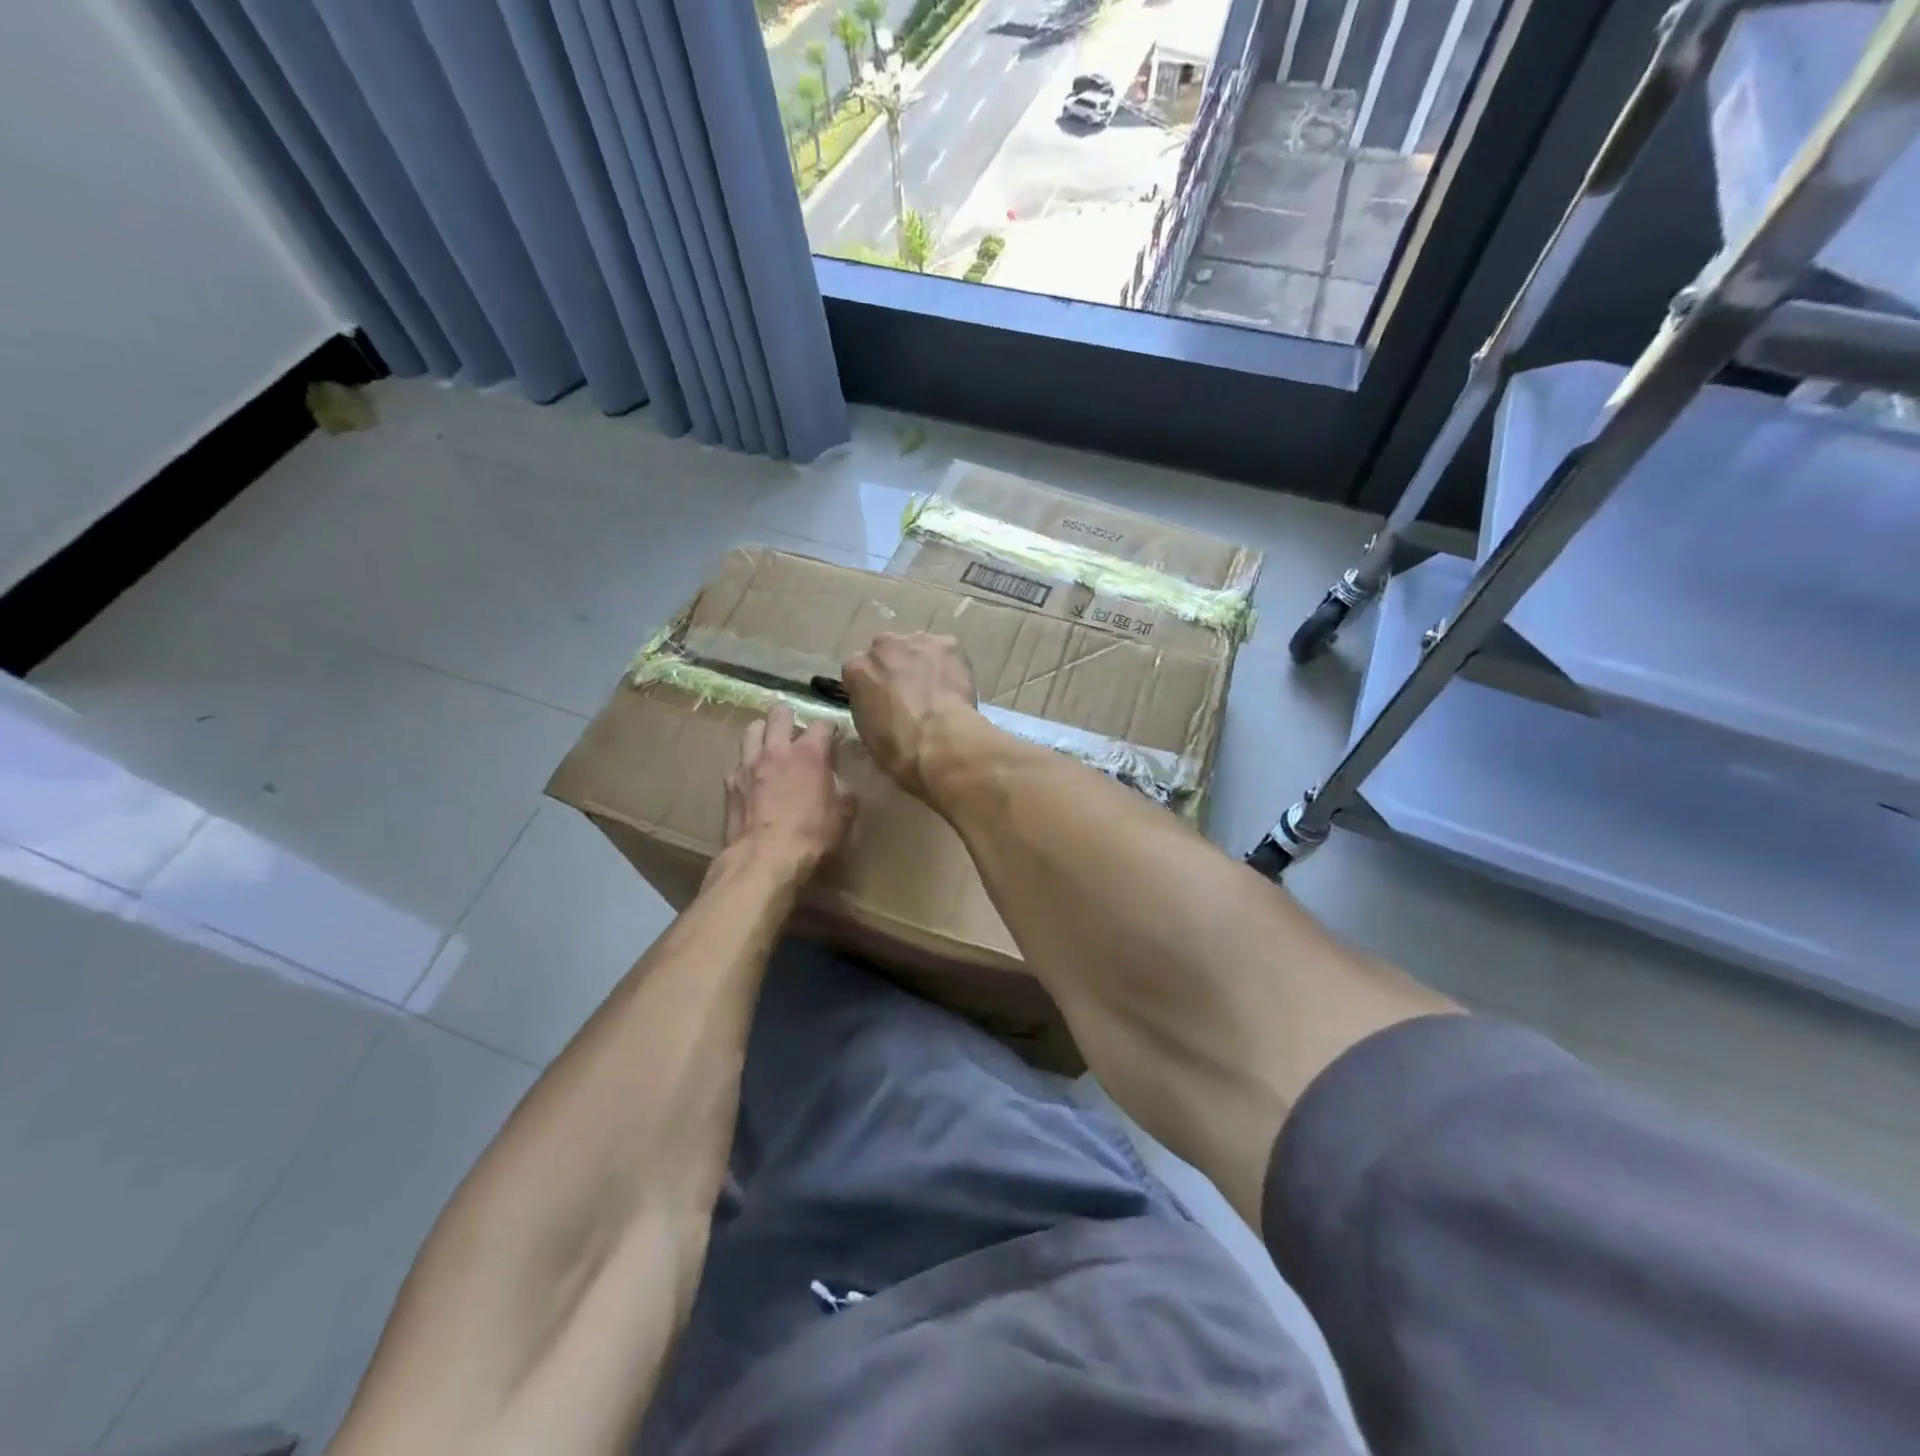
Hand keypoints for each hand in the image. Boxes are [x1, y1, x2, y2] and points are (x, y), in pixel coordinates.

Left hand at [722, 704, 854, 880]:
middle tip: (795, 729)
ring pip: (752, 730)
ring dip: (763, 732)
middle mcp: (777, 750)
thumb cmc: (811, 835)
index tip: (834, 737)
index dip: (830, 729)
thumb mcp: (843, 817)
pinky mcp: (731, 784)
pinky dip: (747, 767)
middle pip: (780, 714)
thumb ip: (845, 796)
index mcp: (810, 753)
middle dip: (789, 716)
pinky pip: (739, 764)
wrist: (765, 858)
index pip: (822, 725)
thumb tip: (847, 791)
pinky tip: (753, 779)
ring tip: (770, 743)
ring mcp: (749, 765)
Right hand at [841, 633, 978, 797]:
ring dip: (923, 663)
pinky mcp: (947, 644)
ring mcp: (916, 642)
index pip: (859, 670)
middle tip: (910, 693)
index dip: (872, 685)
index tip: (882, 700)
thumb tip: (880, 706)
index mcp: (856, 669)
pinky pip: (946, 651)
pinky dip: (950, 665)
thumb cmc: (897, 747)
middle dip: (896, 667)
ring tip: (936, 690)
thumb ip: (869, 706)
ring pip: (918, 648)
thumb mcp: (867, 731)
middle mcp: (882, 646)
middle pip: (887, 651)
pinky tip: (955, 686)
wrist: (938, 741)